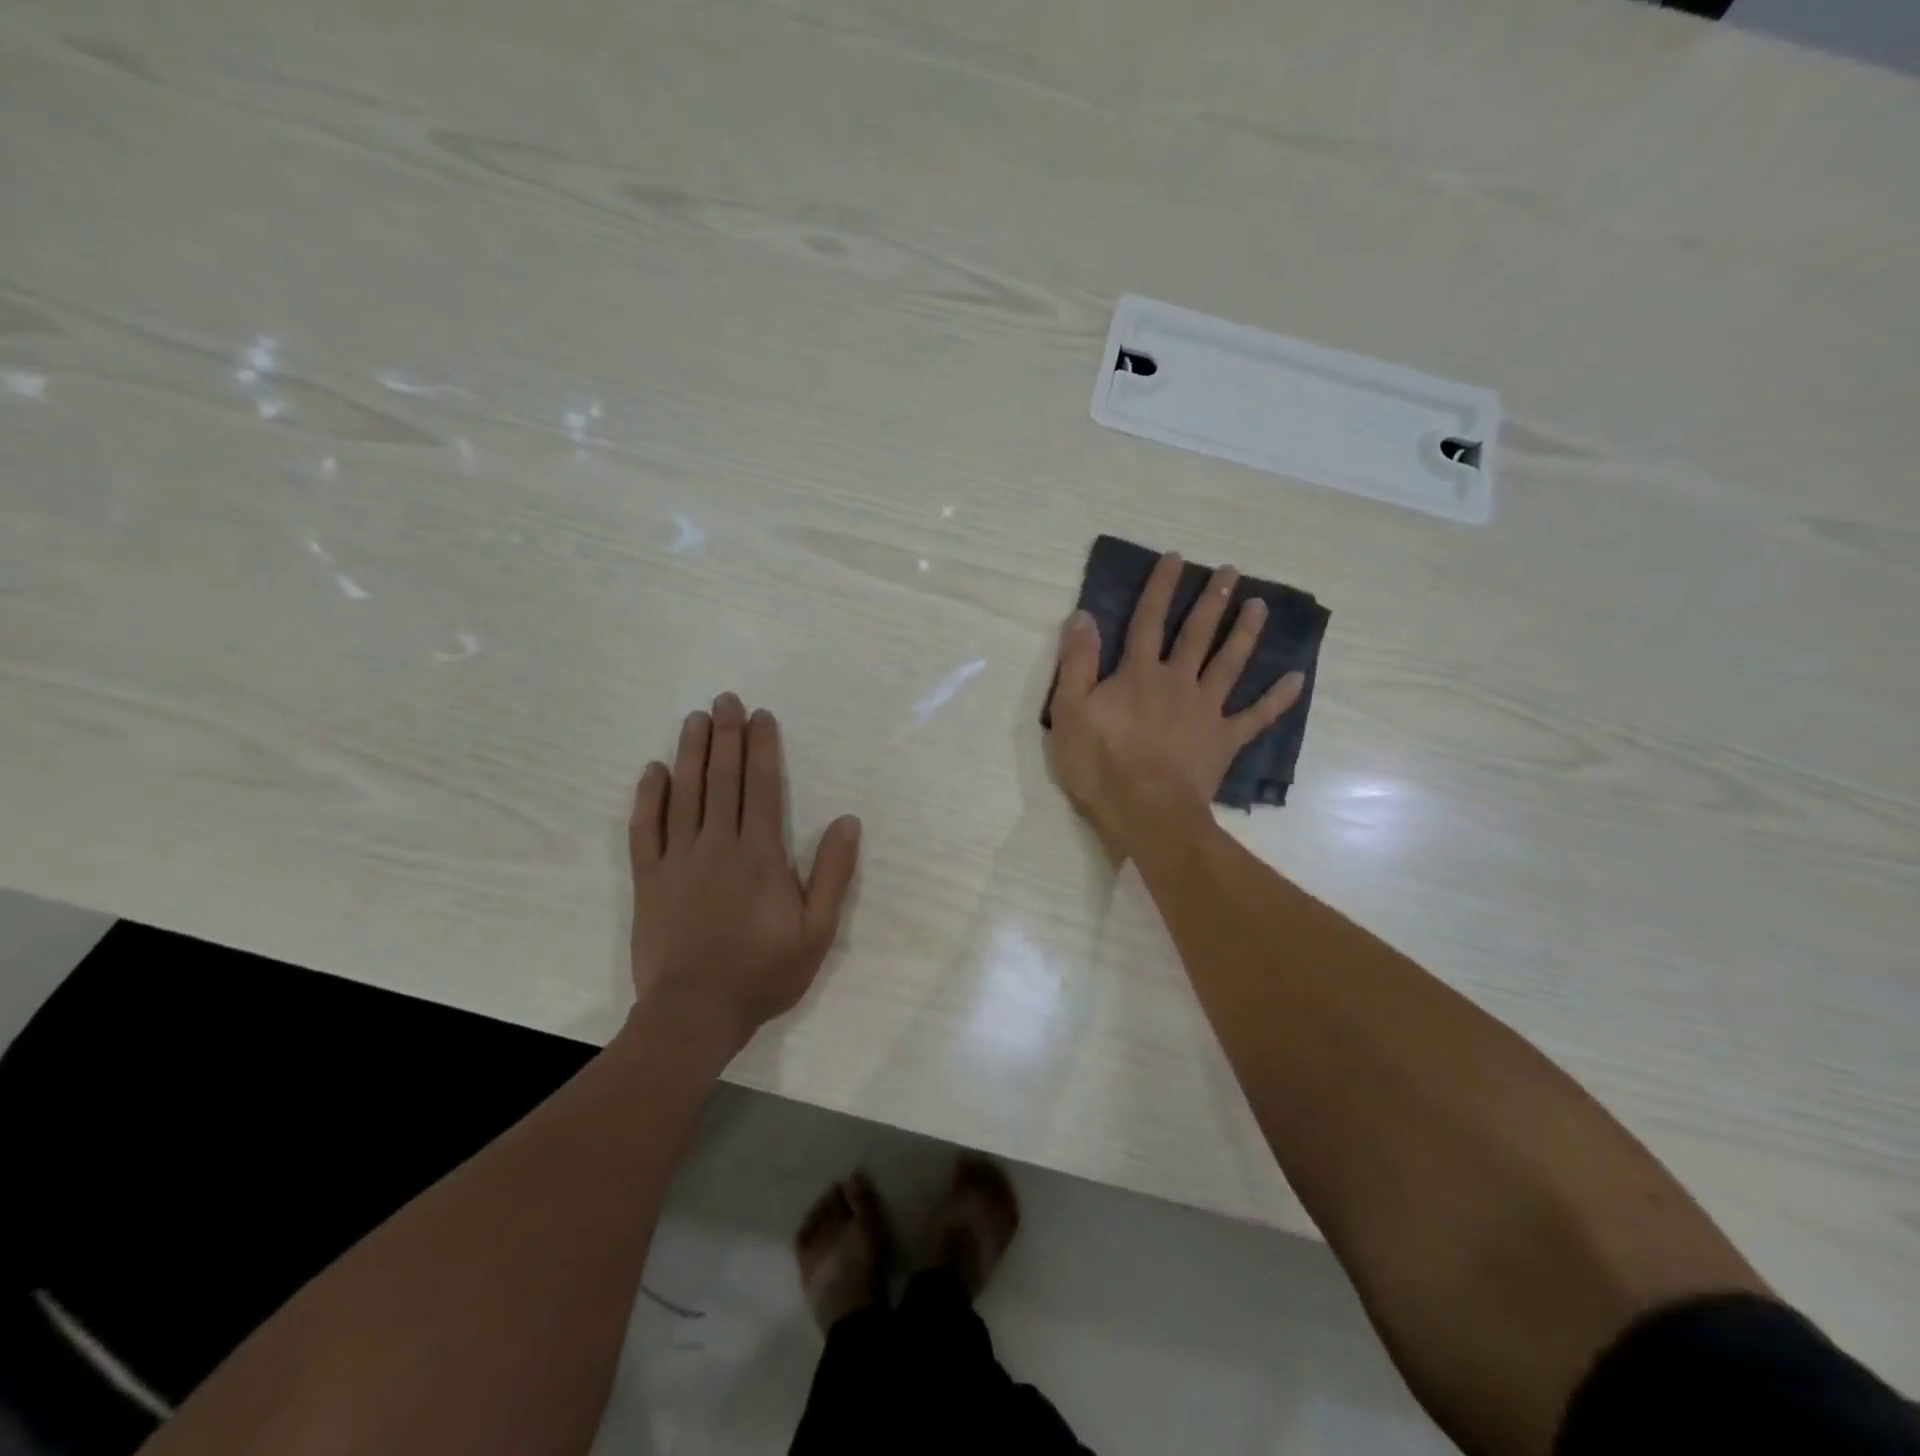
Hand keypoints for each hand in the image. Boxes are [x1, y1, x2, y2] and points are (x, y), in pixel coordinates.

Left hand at [628, 694, 861, 1054]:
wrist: (694, 1013)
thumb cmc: (763, 973)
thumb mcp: (817, 931)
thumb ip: (832, 873)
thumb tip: (848, 820)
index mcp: (761, 854)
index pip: (762, 787)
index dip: (762, 748)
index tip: (760, 716)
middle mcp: (718, 845)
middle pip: (723, 780)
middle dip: (726, 736)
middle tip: (725, 700)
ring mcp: (678, 860)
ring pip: (685, 794)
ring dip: (691, 753)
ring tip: (694, 719)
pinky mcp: (649, 880)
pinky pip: (646, 829)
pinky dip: (649, 797)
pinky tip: (654, 771)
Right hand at [1047, 553, 1303, 851]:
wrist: (1146, 811)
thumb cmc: (1100, 764)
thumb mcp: (1069, 711)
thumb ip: (1077, 663)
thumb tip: (1083, 615)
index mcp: (1138, 674)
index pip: (1148, 620)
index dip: (1160, 588)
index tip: (1176, 558)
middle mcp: (1177, 681)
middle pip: (1197, 633)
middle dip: (1213, 600)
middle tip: (1232, 570)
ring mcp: (1206, 710)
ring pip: (1230, 663)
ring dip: (1245, 633)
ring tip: (1261, 605)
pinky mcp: (1224, 740)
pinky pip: (1255, 717)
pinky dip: (1276, 699)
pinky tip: (1296, 679)